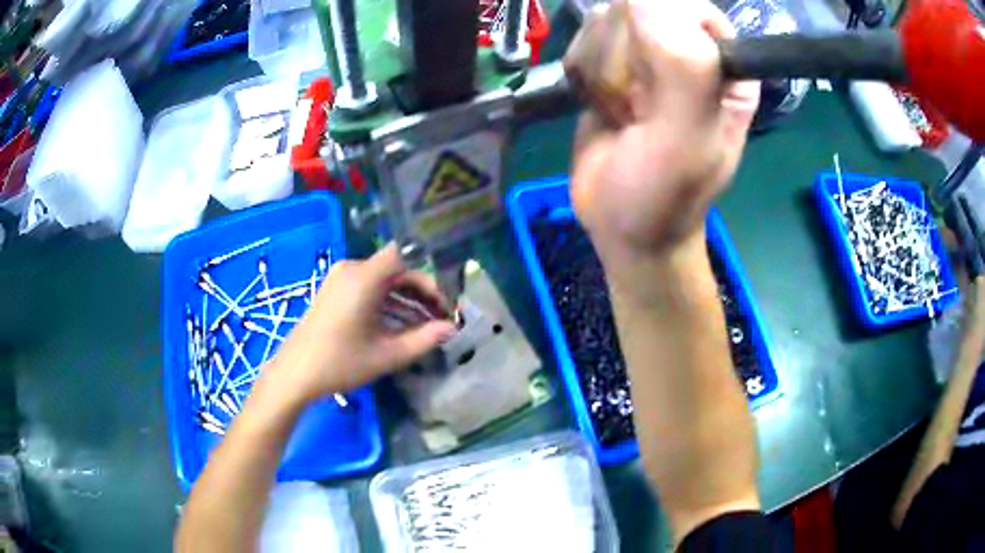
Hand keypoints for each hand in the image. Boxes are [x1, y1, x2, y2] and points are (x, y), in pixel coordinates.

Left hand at [264, 244, 456, 403]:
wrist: (295, 373)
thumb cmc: (340, 363)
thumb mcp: (387, 355)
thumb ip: (424, 339)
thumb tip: (452, 328)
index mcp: (364, 278)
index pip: (405, 257)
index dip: (428, 277)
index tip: (443, 302)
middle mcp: (352, 269)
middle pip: (396, 270)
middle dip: (421, 293)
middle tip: (441, 318)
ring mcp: (340, 279)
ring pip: (383, 281)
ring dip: (406, 300)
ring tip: (427, 326)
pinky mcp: (334, 291)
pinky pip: (368, 288)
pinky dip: (386, 303)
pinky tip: (401, 326)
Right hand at [566, 0, 758, 258]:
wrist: (621, 225)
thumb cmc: (663, 196)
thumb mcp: (687, 143)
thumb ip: (683, 71)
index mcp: (726, 64)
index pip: (687, 6)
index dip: (658, 33)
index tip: (652, 81)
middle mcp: (691, 49)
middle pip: (639, 6)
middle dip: (625, 58)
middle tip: (637, 108)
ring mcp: (649, 52)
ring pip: (607, 19)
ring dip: (602, 69)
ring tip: (622, 113)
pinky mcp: (614, 61)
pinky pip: (586, 36)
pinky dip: (583, 72)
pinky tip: (602, 106)